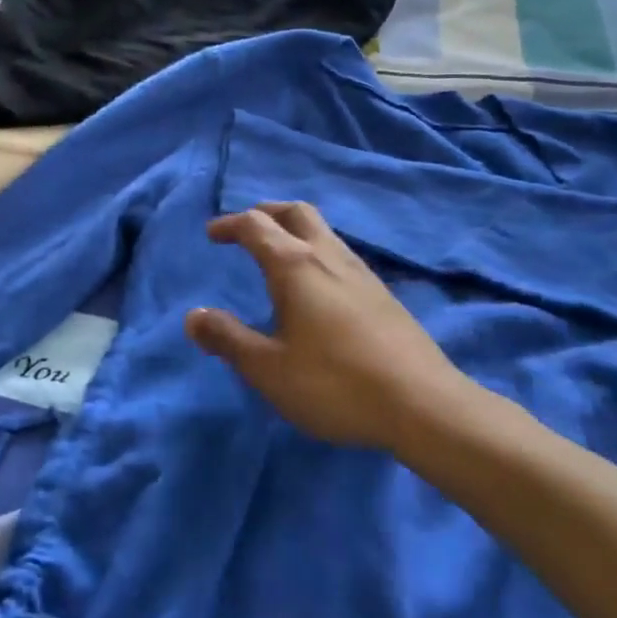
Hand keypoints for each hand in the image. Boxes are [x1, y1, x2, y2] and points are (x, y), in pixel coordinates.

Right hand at [184, 201, 486, 450]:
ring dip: (294, 230)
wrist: (423, 404)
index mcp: (295, 266)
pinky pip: (340, 254)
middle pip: (296, 213)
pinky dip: (316, 252)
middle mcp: (329, 257)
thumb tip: (193, 316)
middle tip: (247, 228)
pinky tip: (317, 287)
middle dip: (267, 213)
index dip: (230, 225)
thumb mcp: (268, 369)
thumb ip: (228, 339)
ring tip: (278, 255)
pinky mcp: (383, 294)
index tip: (212, 234)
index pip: (256, 226)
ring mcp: (362, 273)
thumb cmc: (334, 384)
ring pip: (323, 232)